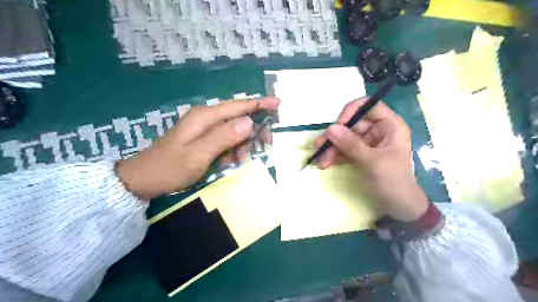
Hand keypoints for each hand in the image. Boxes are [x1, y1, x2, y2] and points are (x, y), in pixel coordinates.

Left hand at [117, 97, 282, 200]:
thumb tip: (249, 122)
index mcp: (205, 117)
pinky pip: (225, 141)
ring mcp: (203, 129)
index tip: (278, 103)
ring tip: (241, 160)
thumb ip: (223, 137)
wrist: (143, 179)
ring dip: (242, 144)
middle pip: (238, 117)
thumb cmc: (170, 168)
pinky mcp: (202, 139)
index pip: (238, 106)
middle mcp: (206, 118)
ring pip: (234, 131)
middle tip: (265, 145)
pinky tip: (230, 162)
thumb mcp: (198, 155)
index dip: (259, 104)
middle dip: (254, 130)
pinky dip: (232, 150)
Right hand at [316, 99, 428, 221]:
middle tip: (319, 147)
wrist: (398, 206)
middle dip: (335, 137)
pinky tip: (325, 164)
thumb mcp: (372, 162)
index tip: (337, 126)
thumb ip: (351, 144)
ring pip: (345, 137)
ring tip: (320, 161)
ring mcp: (367, 142)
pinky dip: (334, 156)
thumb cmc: (392, 181)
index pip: (368, 106)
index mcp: (389, 125)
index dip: (350, 112)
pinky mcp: (360, 154)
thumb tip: (330, 128)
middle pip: (351, 124)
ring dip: (331, 148)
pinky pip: (344, 149)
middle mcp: (378, 130)